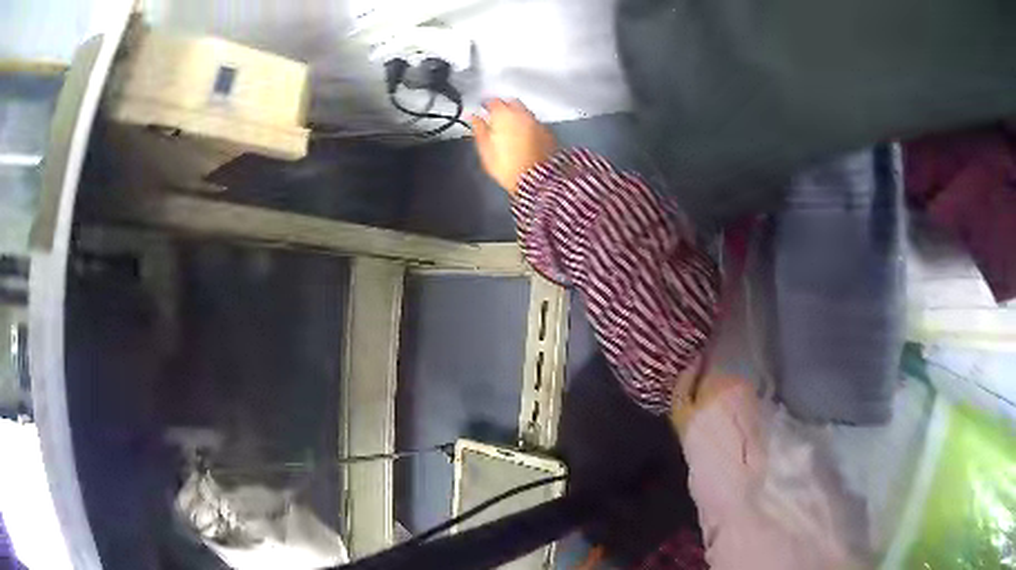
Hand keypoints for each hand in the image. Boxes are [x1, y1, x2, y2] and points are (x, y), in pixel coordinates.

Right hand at [470, 99, 557, 195]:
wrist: (538, 180)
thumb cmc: (509, 167)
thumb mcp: (485, 151)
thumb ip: (479, 130)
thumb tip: (474, 119)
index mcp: (503, 115)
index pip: (493, 102)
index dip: (486, 106)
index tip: (483, 111)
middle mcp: (522, 114)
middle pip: (511, 102)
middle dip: (503, 107)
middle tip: (496, 118)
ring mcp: (537, 122)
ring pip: (524, 112)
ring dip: (516, 116)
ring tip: (510, 128)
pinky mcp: (548, 132)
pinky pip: (534, 123)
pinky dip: (527, 125)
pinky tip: (524, 136)